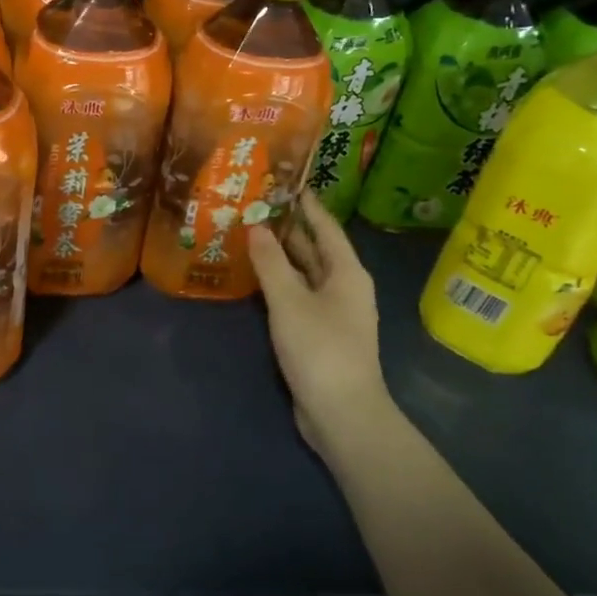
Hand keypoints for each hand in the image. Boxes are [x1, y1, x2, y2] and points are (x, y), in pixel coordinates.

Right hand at [248, 191, 393, 466]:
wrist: (342, 413)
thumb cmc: (320, 348)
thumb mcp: (289, 301)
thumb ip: (271, 263)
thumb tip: (256, 227)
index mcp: (346, 272)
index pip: (326, 227)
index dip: (306, 205)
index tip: (285, 182)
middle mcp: (343, 287)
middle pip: (315, 249)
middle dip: (288, 229)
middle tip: (255, 206)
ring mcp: (333, 312)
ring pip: (305, 273)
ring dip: (281, 256)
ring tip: (249, 235)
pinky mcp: (320, 333)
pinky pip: (298, 295)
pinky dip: (279, 282)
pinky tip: (256, 279)